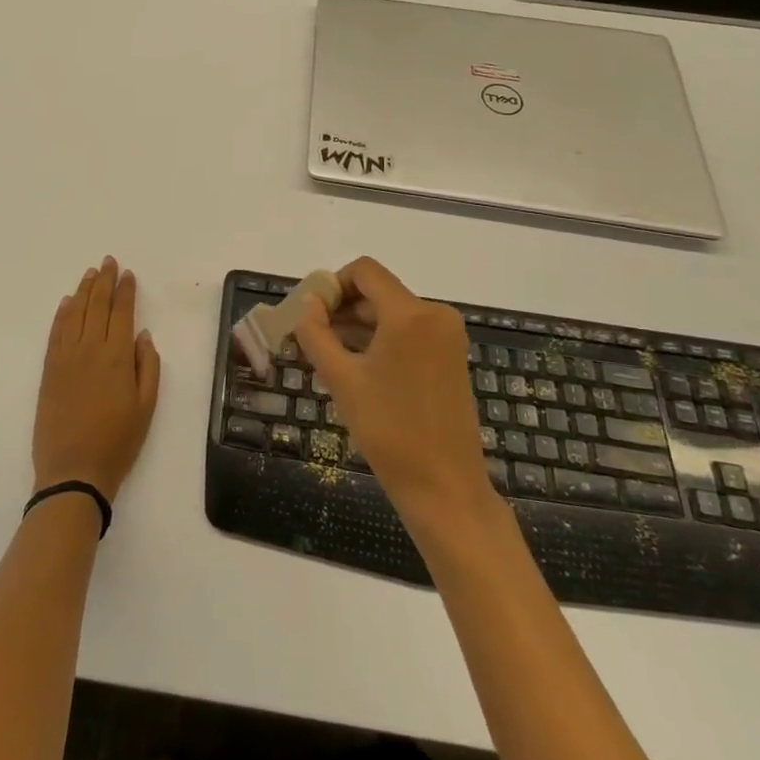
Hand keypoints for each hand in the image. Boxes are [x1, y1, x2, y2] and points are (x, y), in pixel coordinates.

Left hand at [32, 256, 160, 501]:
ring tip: (90, 273)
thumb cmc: (118, 441)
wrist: (73, 470)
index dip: (125, 291)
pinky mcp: (49, 370)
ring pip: (75, 313)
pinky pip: (55, 332)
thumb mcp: (146, 407)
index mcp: (117, 356)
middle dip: (104, 281)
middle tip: (108, 262)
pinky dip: (62, 314)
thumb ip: (147, 366)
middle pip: (97, 305)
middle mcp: (90, 348)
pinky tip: (67, 302)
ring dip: (84, 291)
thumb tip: (142, 335)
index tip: (128, 274)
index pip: (122, 312)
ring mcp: (65, 357)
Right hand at [294, 257, 495, 528]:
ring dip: (358, 326)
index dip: (332, 284)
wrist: (445, 487)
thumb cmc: (389, 431)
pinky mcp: (451, 357)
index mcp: (410, 314)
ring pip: (392, 313)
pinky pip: (408, 333)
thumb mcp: (342, 380)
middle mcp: (435, 315)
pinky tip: (356, 367)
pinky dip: (380, 340)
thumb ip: (317, 334)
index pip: (365, 272)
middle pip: (378, 292)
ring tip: (326, 356)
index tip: (310, 314)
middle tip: (309, 337)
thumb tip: (308, 304)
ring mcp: (447, 337)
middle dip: (342, 308)